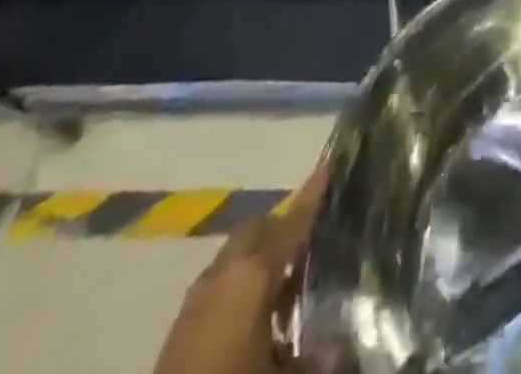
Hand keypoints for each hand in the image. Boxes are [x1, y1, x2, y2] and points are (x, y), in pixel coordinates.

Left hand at [153, 164, 325, 373]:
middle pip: (258, 228)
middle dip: (283, 226)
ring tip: (283, 284)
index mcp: (254, 275)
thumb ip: (318, 356)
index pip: (292, 222)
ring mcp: (196, 298)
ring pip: (234, 255)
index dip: (313, 195)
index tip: (329, 165)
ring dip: (258, 257)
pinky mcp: (179, 326)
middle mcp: (224, 273)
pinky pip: (217, 283)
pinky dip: (238, 283)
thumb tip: (342, 347)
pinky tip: (252, 316)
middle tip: (310, 241)